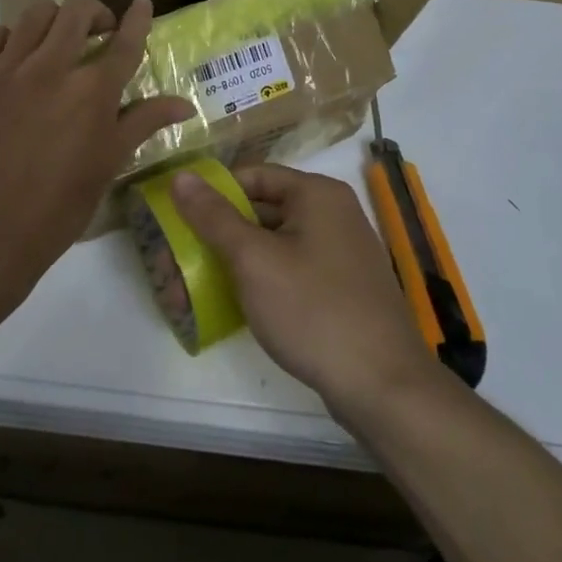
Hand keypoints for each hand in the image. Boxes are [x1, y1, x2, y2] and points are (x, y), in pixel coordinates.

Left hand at [0, 0, 193, 301]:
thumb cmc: (57, 208)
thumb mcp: (108, 165)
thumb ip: (144, 123)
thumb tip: (185, 103)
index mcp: (92, 93)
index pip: (124, 41)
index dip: (137, 18)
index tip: (143, 2)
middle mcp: (52, 69)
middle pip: (77, 11)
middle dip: (94, 13)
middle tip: (96, 33)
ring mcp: (7, 71)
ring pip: (34, 13)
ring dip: (54, 20)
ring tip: (55, 44)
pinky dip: (11, 38)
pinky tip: (15, 60)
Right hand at [170, 165, 442, 417]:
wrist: (383, 386)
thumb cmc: (313, 310)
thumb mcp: (253, 260)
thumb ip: (214, 216)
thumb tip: (181, 176)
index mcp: (317, 194)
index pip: (252, 175)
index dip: (213, 194)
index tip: (178, 218)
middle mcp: (333, 213)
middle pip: (262, 209)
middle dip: (218, 234)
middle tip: (178, 258)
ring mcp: (341, 252)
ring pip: (274, 244)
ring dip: (235, 261)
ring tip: (195, 287)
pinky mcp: (342, 287)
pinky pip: (292, 270)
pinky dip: (262, 280)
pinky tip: (236, 304)